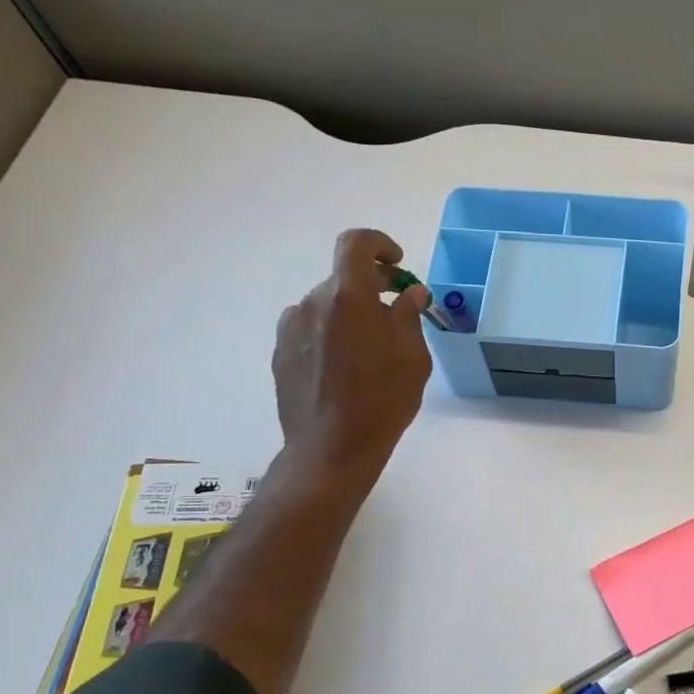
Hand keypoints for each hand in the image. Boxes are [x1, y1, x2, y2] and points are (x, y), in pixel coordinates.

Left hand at [272, 229, 432, 487]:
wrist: (330, 449)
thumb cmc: (383, 402)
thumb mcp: (413, 358)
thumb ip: (409, 317)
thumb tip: (409, 293)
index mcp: (349, 297)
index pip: (356, 244)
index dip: (379, 245)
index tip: (397, 265)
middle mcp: (314, 303)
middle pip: (343, 279)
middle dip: (372, 289)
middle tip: (396, 315)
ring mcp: (291, 328)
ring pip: (326, 306)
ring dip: (349, 315)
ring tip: (369, 352)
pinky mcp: (280, 352)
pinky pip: (310, 329)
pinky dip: (330, 334)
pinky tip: (344, 370)